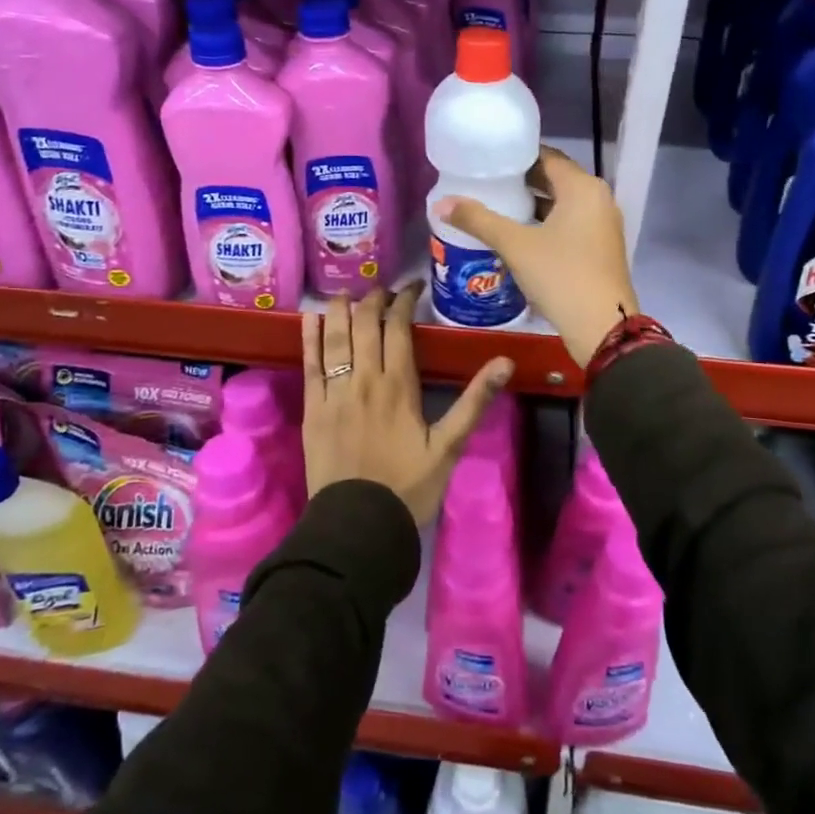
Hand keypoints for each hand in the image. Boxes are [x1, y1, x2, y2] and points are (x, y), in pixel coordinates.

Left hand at [301, 287, 512, 526]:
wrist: (359, 525)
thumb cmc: (409, 487)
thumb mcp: (449, 447)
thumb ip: (474, 401)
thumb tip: (505, 362)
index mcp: (399, 385)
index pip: (398, 327)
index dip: (403, 301)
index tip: (411, 288)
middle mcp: (365, 379)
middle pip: (365, 324)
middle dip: (373, 299)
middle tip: (381, 290)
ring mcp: (335, 392)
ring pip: (335, 337)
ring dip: (339, 310)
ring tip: (346, 294)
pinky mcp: (313, 408)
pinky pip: (310, 364)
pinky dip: (309, 338)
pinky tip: (310, 319)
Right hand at [434, 147, 637, 365]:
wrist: (602, 328)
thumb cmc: (561, 276)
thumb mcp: (515, 245)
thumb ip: (478, 220)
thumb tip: (440, 203)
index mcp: (583, 187)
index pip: (546, 156)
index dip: (516, 156)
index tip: (486, 159)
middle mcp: (598, 199)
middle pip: (554, 179)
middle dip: (520, 181)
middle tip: (484, 182)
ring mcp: (602, 225)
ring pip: (561, 204)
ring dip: (531, 204)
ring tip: (494, 205)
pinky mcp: (600, 248)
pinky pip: (568, 223)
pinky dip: (544, 223)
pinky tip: (517, 234)